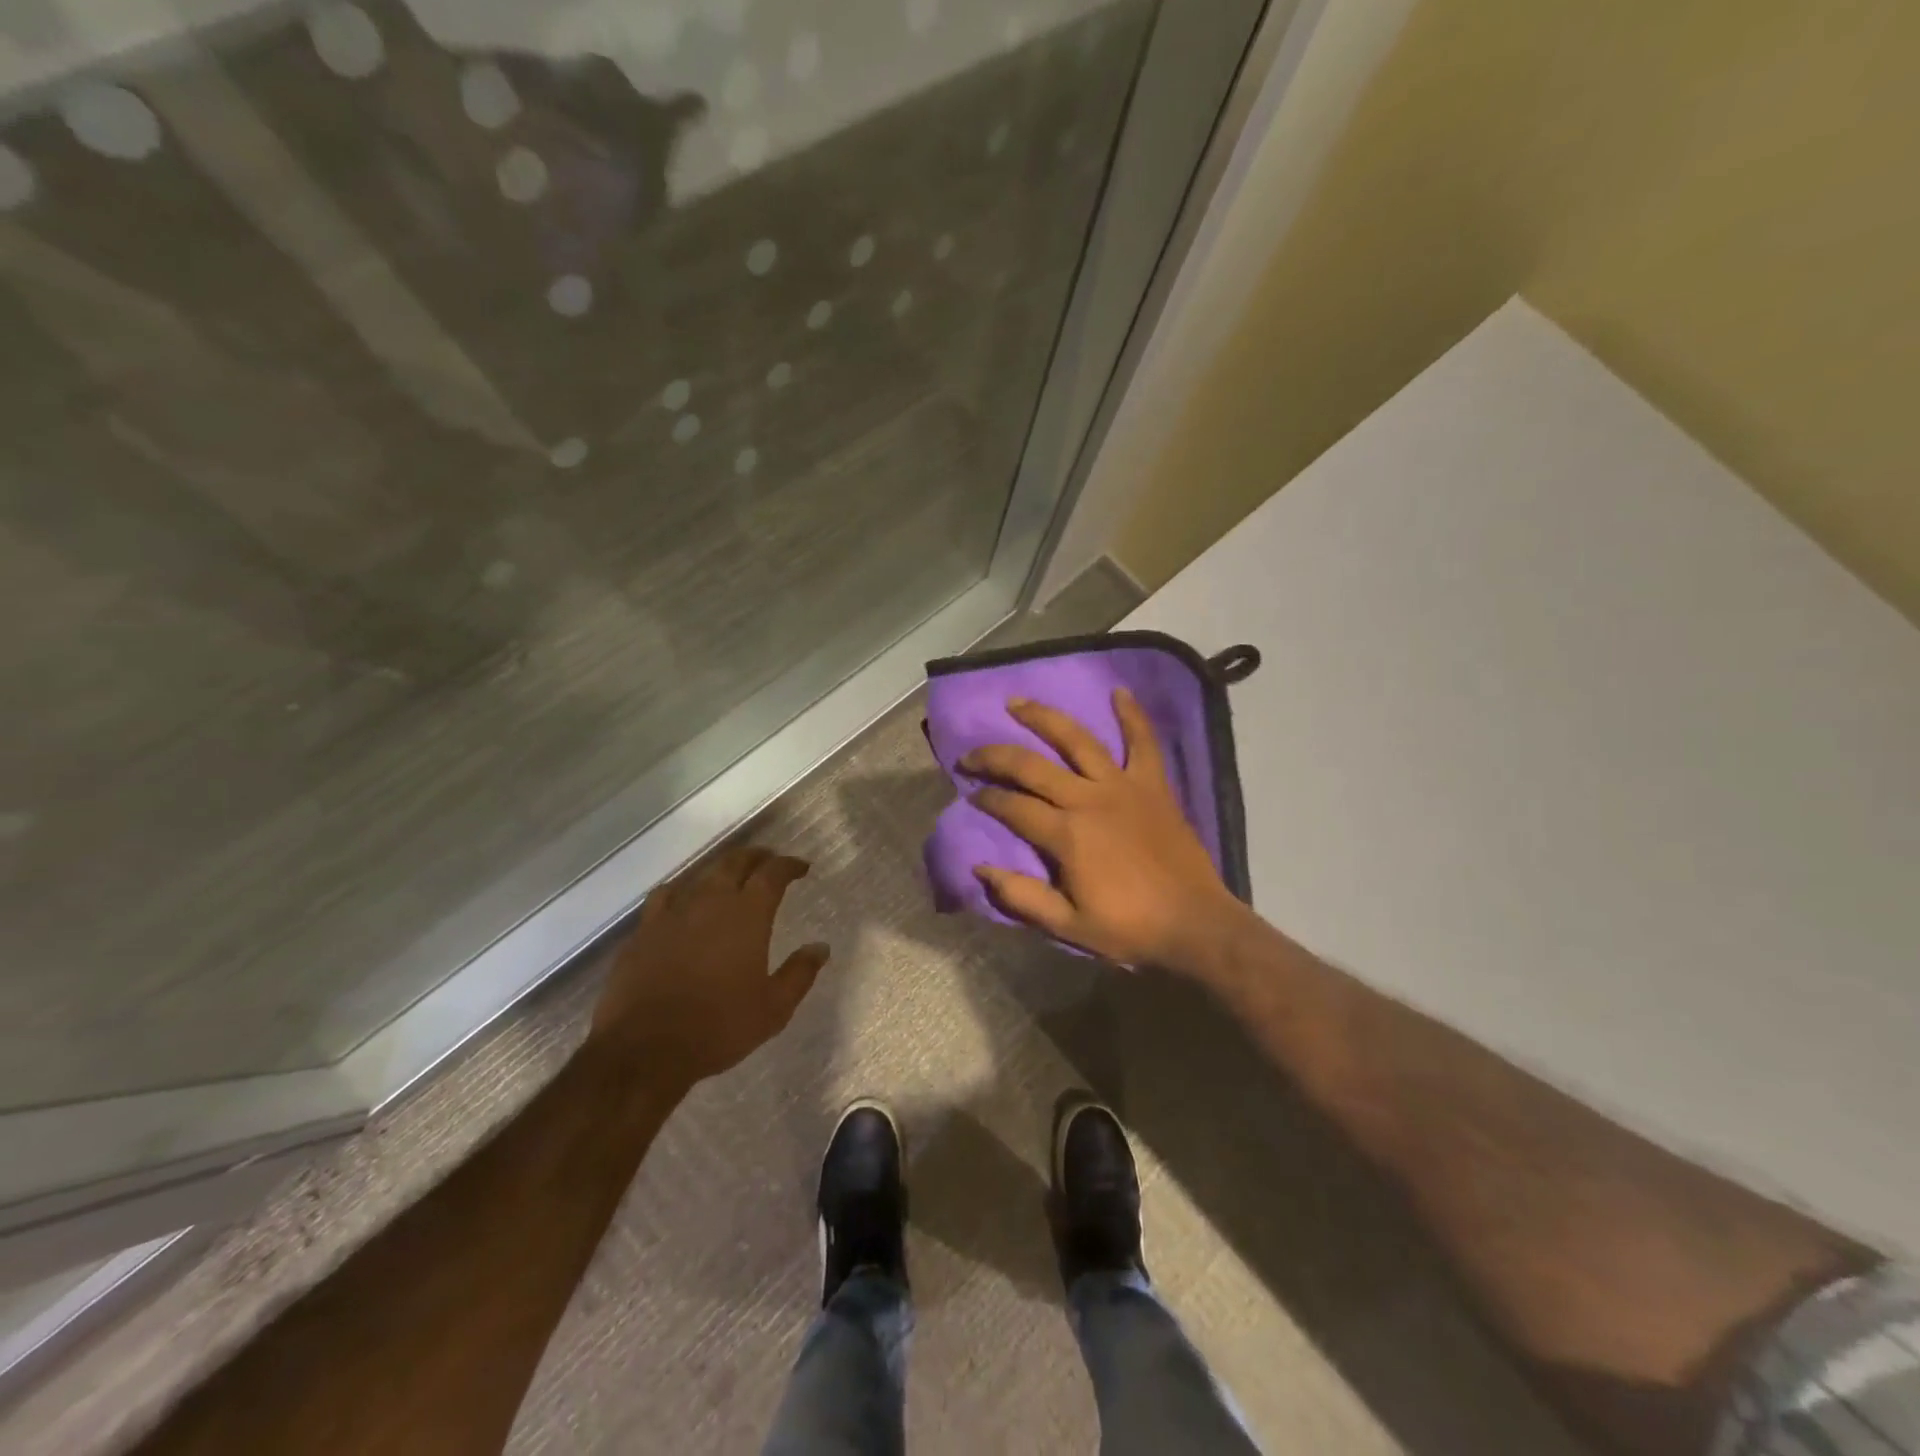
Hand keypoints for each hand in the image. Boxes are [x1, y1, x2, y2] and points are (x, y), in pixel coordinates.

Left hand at [588, 845, 827, 1085]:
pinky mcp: (644, 930)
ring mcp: (672, 913)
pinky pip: (665, 895)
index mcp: (747, 915)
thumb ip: (799, 973)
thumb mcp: (773, 1009)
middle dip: (756, 857)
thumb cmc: (718, 1028)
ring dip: (721, 870)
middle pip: (735, 862)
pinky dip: (682, 890)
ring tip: (731, 878)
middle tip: (769, 862)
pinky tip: (683, 901)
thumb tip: (820, 947)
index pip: (772, 873)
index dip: (789, 865)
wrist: (645, 1050)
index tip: (801, 868)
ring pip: (701, 875)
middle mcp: (710, 901)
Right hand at [962, 690, 1245, 970]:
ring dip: (1044, 718)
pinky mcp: (1153, 785)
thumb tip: (980, 867)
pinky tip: (1119, 691)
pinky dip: (1133, 715)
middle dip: (995, 757)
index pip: (1013, 806)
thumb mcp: (1068, 925)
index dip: (987, 798)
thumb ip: (1022, 896)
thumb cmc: (1129, 928)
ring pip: (1078, 740)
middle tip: (971, 754)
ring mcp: (1123, 786)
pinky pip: (1143, 743)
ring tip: (1018, 703)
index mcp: (1066, 835)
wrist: (1195, 925)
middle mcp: (1088, 800)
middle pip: (1032, 766)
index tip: (971, 794)